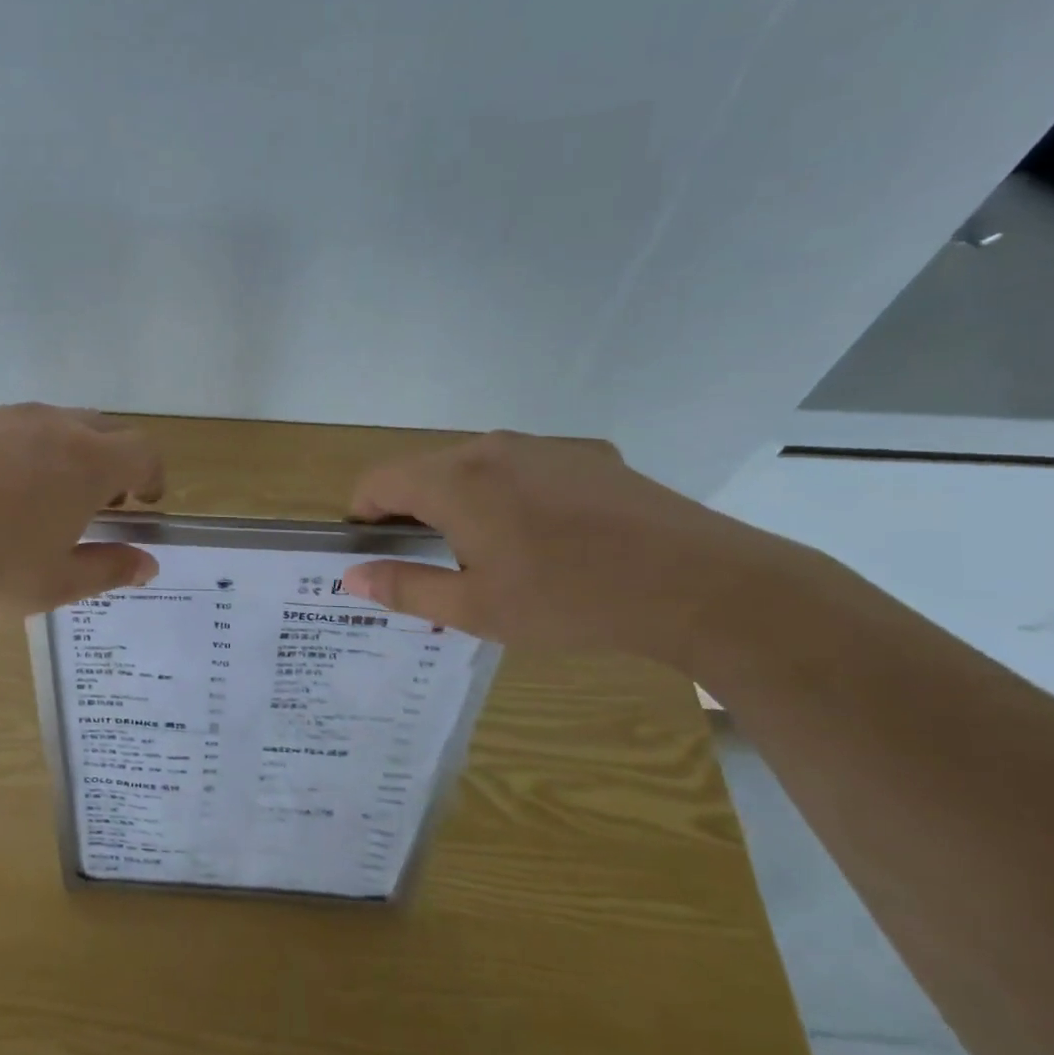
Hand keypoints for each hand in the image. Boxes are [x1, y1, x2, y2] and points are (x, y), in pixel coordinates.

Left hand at [0, 404, 164, 619]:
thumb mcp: (53, 586)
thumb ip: (108, 569)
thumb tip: (148, 564)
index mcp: (84, 462)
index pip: (142, 451)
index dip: (152, 476)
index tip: (143, 504)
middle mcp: (47, 426)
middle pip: (101, 428)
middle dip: (111, 462)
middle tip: (95, 505)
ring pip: (48, 425)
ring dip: (61, 455)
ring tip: (36, 502)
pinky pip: (0, 431)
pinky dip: (12, 455)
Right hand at [340, 431, 779, 668]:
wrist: (699, 583)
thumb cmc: (570, 600)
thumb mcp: (476, 608)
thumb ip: (405, 587)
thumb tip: (353, 576)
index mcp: (455, 481)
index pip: (377, 481)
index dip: (363, 516)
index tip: (376, 553)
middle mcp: (490, 448)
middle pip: (423, 471)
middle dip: (411, 513)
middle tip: (432, 566)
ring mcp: (541, 446)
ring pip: (472, 467)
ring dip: (459, 503)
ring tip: (491, 555)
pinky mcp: (584, 454)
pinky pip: (521, 468)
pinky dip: (507, 495)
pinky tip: (546, 539)